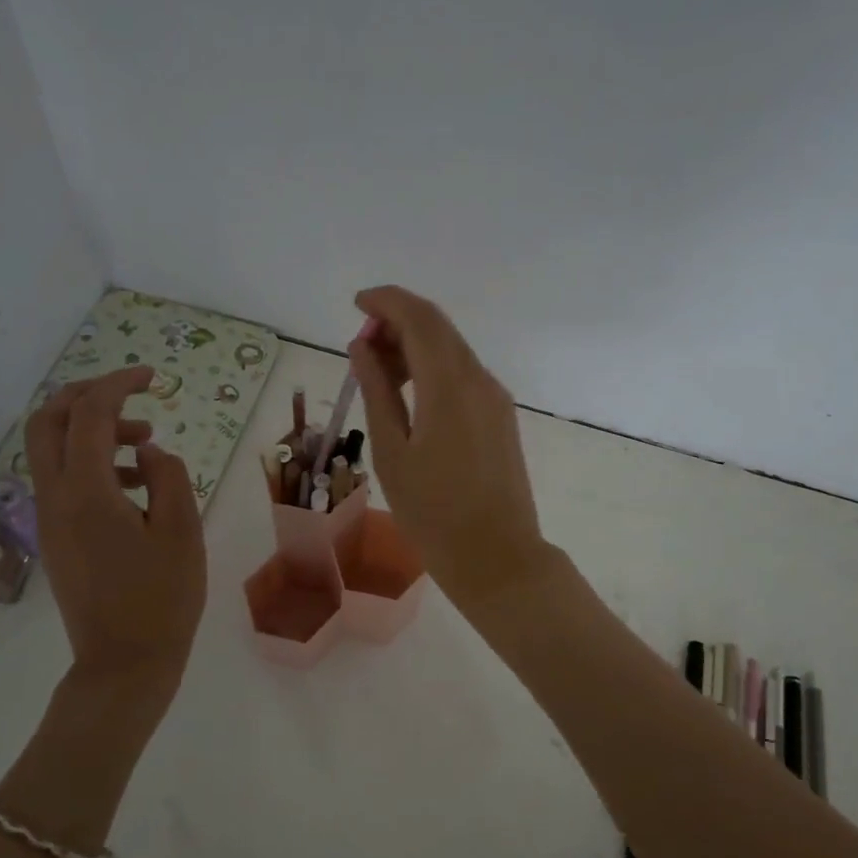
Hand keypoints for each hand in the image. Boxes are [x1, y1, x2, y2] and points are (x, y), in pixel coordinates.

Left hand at [23, 366, 206, 710]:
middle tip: (131, 394)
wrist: (124, 663)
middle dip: (86, 395)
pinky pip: (62, 479)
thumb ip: (168, 476)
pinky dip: (92, 462)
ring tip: (147, 442)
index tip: (153, 377)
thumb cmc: (162, 598)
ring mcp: (49, 518)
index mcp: (87, 492)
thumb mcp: (182, 530)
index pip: (91, 415)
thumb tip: (148, 451)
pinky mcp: (55, 536)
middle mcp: (55, 497)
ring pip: (52, 449)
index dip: (119, 384)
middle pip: (48, 421)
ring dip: (93, 430)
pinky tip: (135, 483)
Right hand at [348, 286, 556, 611]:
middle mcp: (479, 380)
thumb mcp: (393, 452)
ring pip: (452, 351)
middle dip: (398, 323)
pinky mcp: (501, 417)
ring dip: (415, 347)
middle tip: (360, 346)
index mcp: (450, 385)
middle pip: (438, 329)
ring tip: (377, 373)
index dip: (386, 301)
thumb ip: (377, 391)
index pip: (419, 318)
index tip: (356, 303)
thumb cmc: (433, 512)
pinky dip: (433, 370)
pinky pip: (463, 375)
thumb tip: (362, 347)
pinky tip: (409, 395)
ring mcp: (496, 398)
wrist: (497, 556)